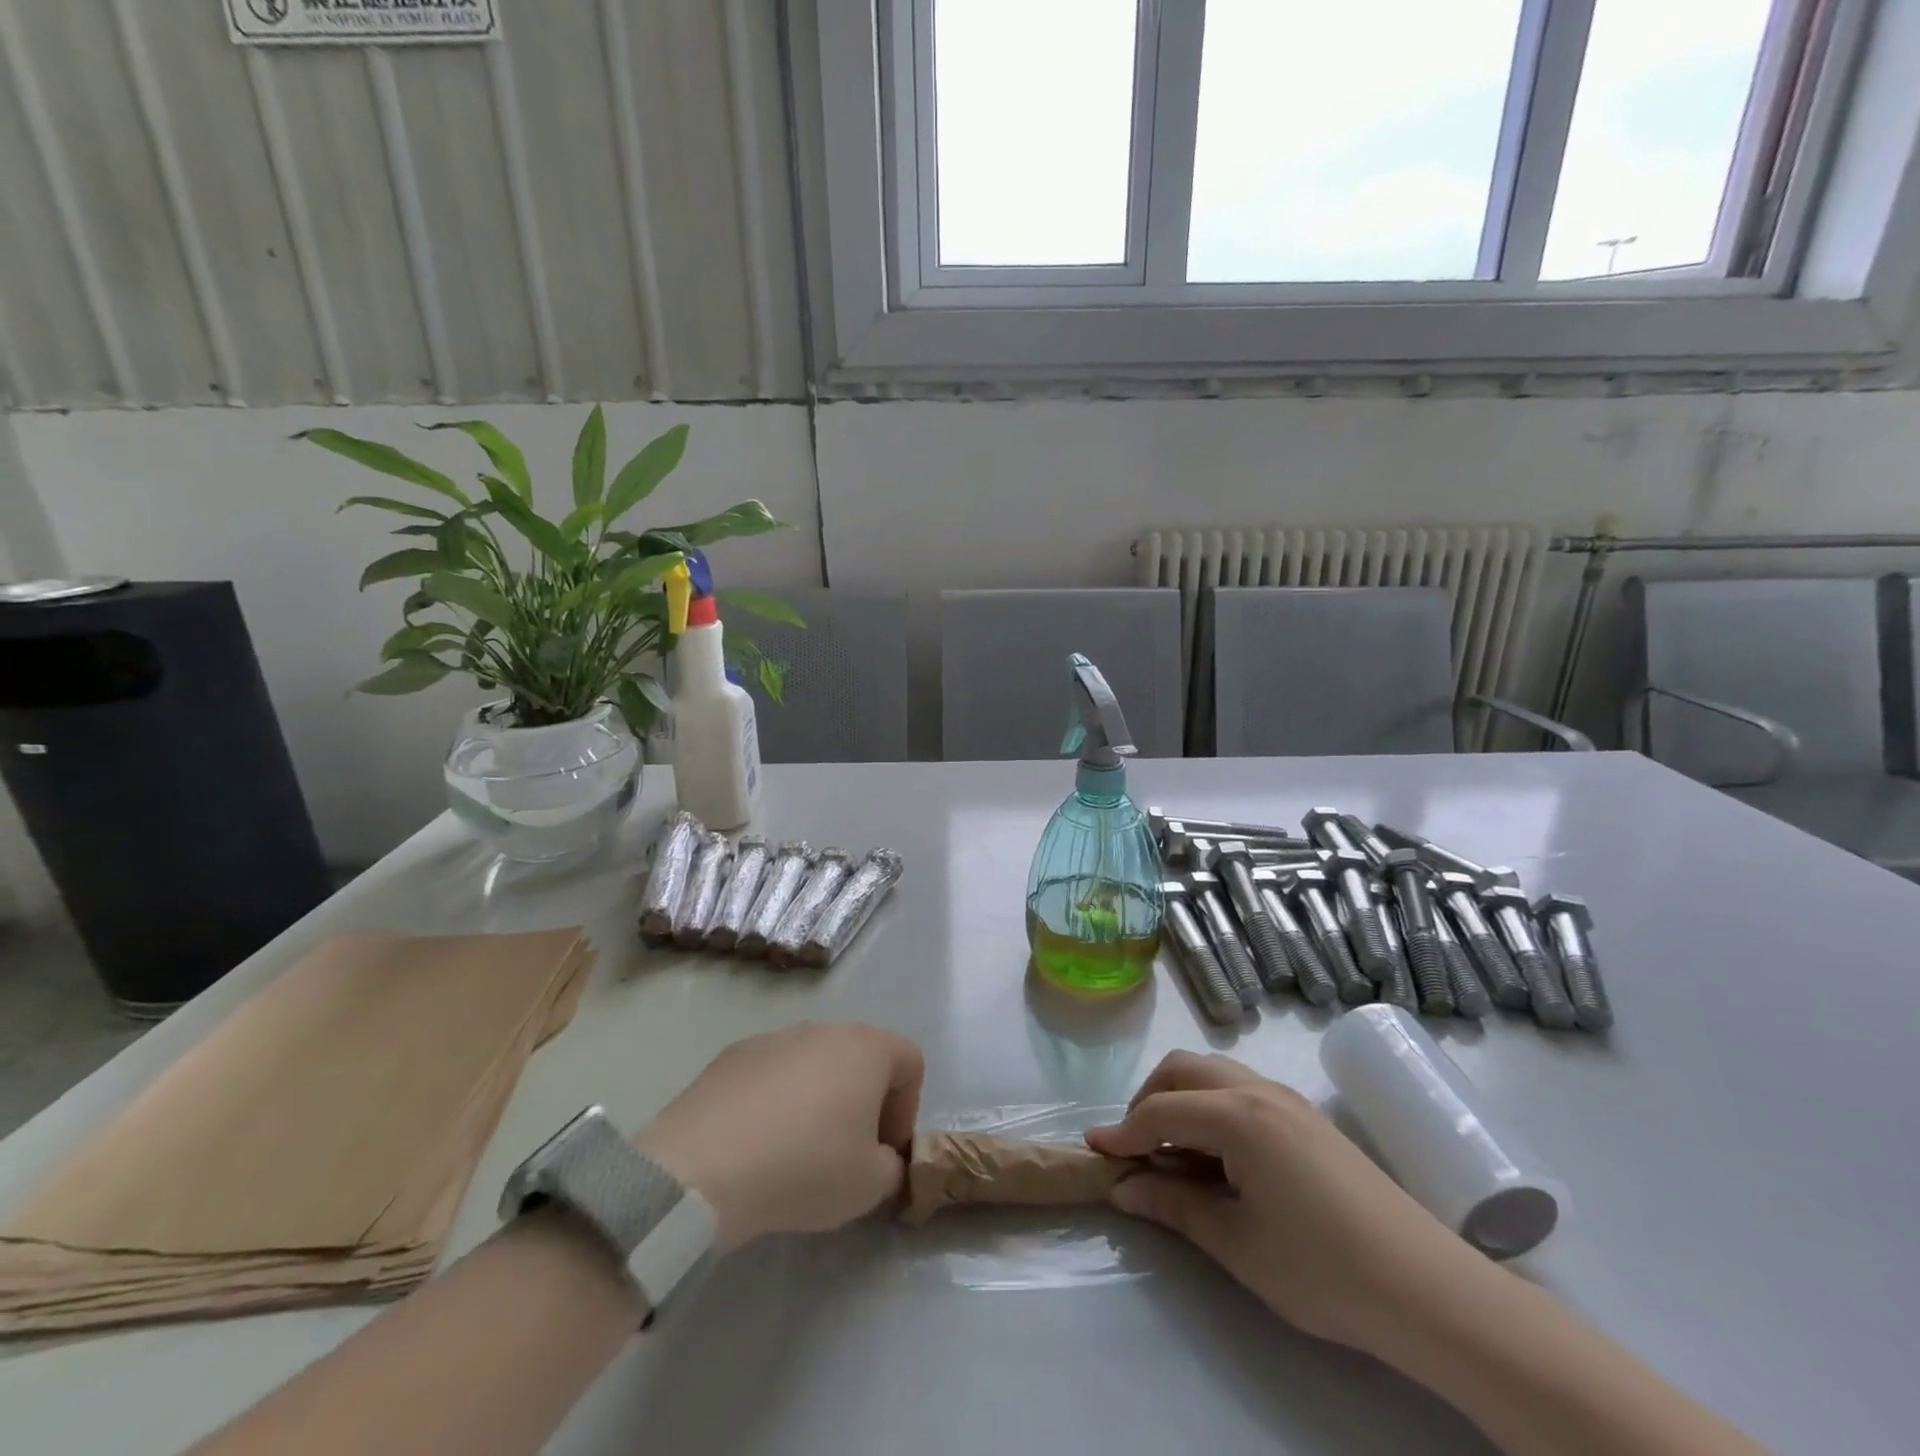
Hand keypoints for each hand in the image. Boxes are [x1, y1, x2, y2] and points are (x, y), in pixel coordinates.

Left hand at [635, 1023, 923, 1252]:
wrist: (704, 1166)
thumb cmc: (805, 1167)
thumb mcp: (870, 1185)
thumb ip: (892, 1166)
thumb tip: (880, 1158)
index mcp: (868, 1048)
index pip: (910, 1063)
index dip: (907, 1109)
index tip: (885, 1152)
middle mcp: (825, 1029)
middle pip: (861, 1058)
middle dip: (863, 1102)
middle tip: (847, 1154)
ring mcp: (776, 1037)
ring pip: (814, 1064)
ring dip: (818, 1099)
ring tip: (796, 1151)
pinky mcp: (734, 1053)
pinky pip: (772, 1074)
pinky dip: (775, 1101)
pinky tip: (756, 1143)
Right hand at [1087, 1050, 1491, 1357]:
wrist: (1427, 1289)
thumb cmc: (1323, 1269)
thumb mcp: (1237, 1244)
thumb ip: (1174, 1207)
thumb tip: (1124, 1189)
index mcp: (1237, 1115)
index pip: (1161, 1110)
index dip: (1124, 1131)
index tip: (1095, 1152)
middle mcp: (1258, 1090)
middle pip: (1184, 1069)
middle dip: (1148, 1099)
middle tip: (1134, 1147)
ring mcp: (1287, 1099)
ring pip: (1213, 1073)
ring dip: (1181, 1098)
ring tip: (1173, 1152)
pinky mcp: (1306, 1117)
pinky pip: (1240, 1089)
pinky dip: (1211, 1106)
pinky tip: (1217, 1154)